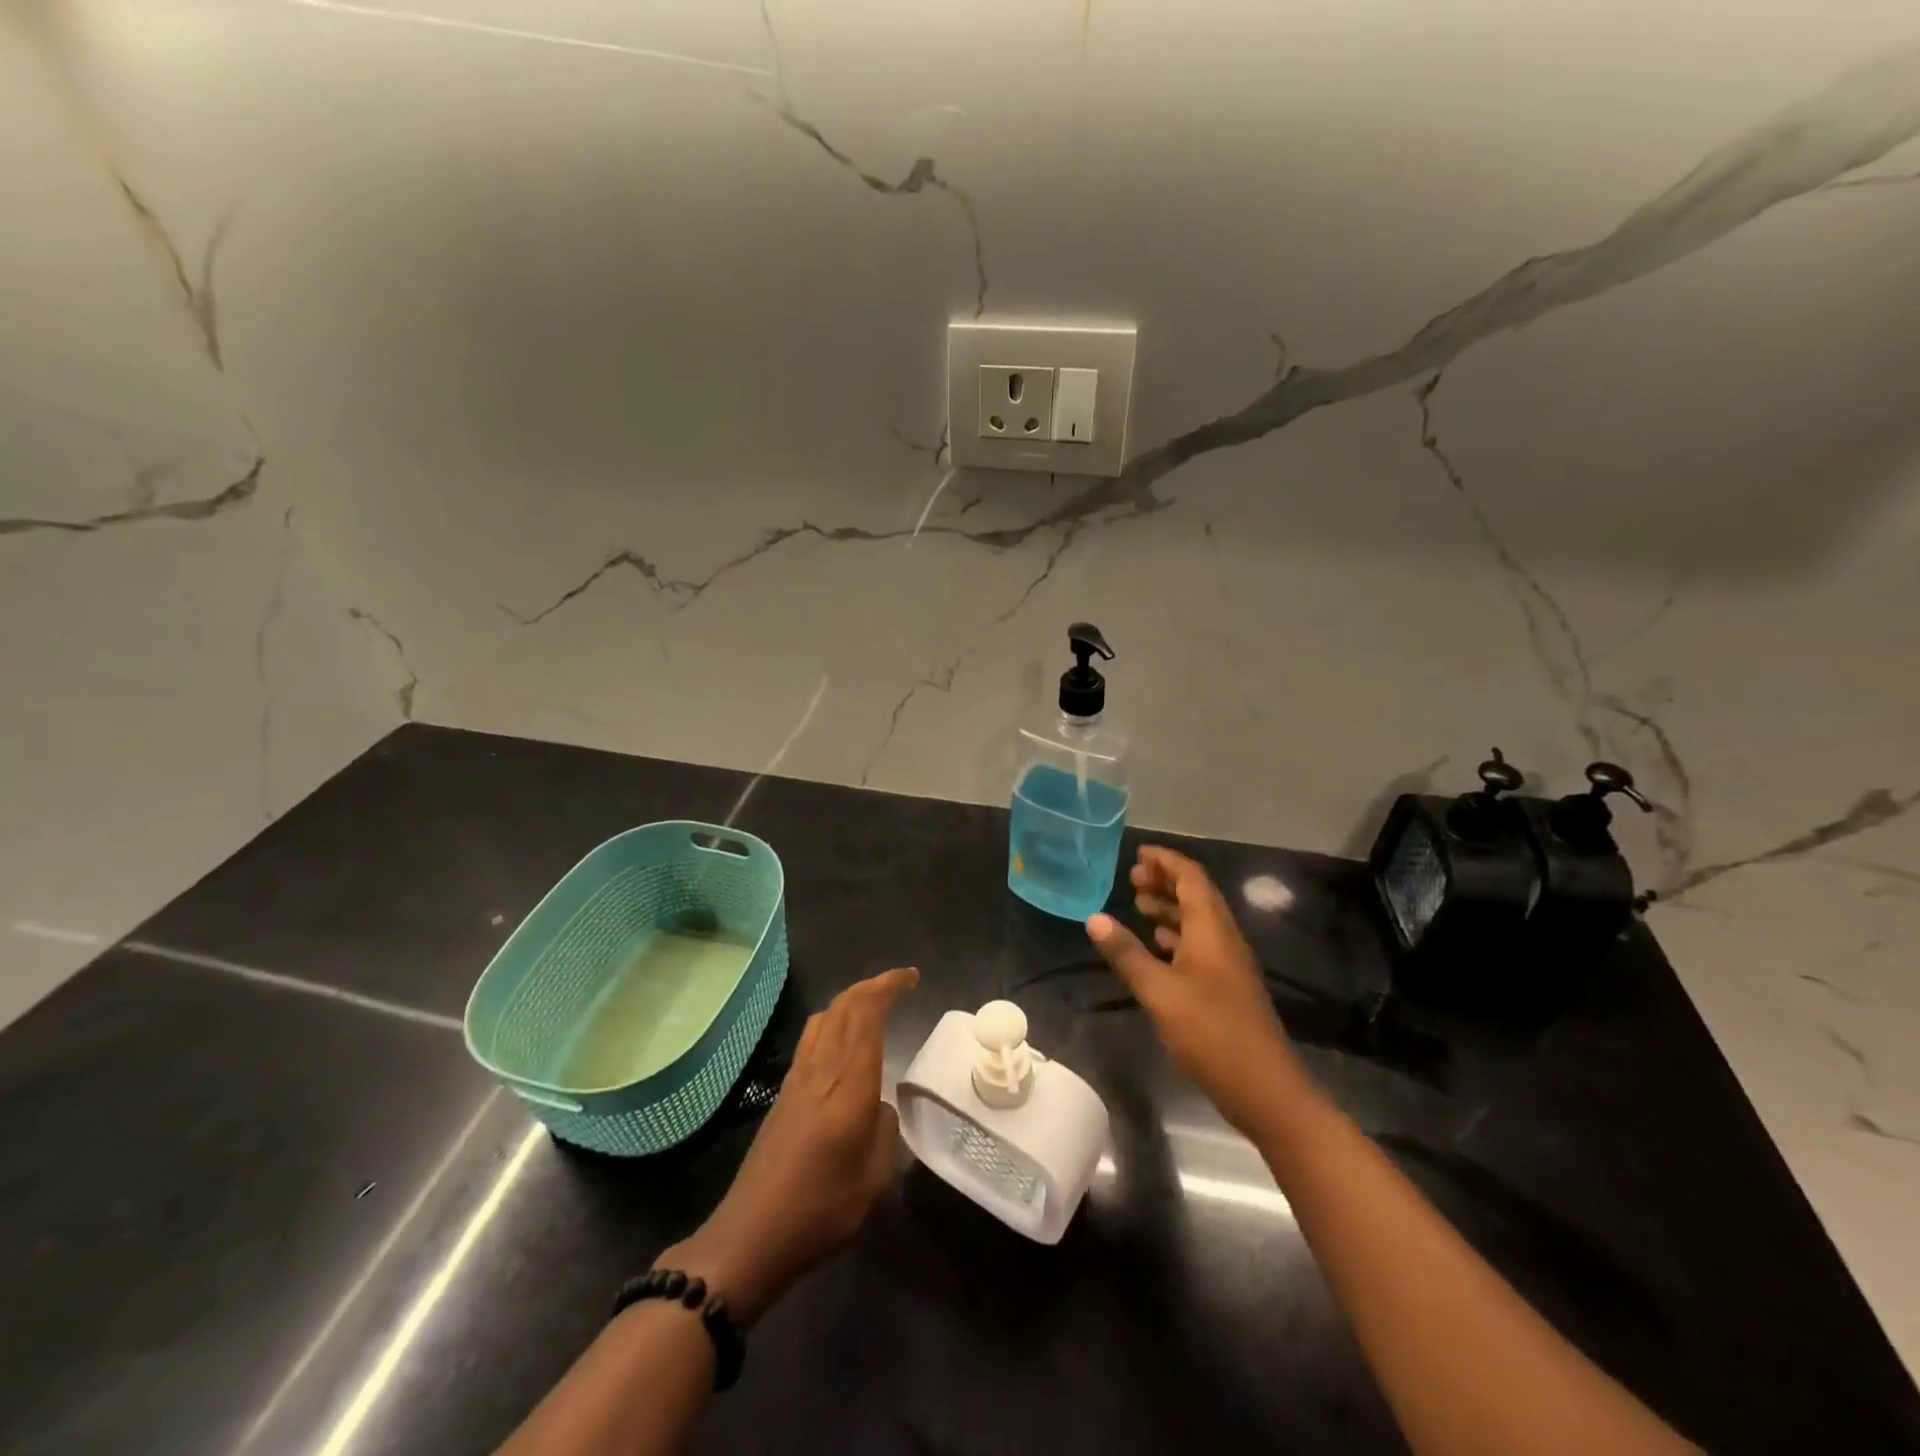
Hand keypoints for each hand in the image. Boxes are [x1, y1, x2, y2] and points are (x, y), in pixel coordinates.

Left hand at [662, 966, 917, 1324]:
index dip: (889, 986)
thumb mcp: (873, 1177)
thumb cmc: (820, 1209)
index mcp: (849, 1083)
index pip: (867, 1013)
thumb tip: (879, 1106)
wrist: (750, 1236)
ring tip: (874, 1006)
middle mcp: (821, 1068)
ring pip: (824, 1017)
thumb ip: (884, 1130)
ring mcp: (797, 1078)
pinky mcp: (783, 1093)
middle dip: (873, 986)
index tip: (912, 978)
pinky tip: (843, 1044)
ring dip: (850, 1001)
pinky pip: (812, 1039)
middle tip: (900, 984)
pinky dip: (834, 1023)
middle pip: (843, 1005)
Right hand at [1087, 847, 1310, 1134]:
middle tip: (1132, 879)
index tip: (1138, 854)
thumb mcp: (1160, 992)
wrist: (1265, 1090)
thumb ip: (1127, 954)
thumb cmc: (1211, 1034)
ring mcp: (1228, 965)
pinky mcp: (1227, 987)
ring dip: (1171, 908)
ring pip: (1199, 921)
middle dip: (1166, 881)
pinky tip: (1158, 946)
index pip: (1191, 878)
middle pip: (1197, 895)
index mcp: (1212, 930)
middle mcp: (1224, 939)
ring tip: (1139, 905)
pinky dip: (1177, 936)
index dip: (1166, 861)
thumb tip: (1094, 918)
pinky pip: (1200, 945)